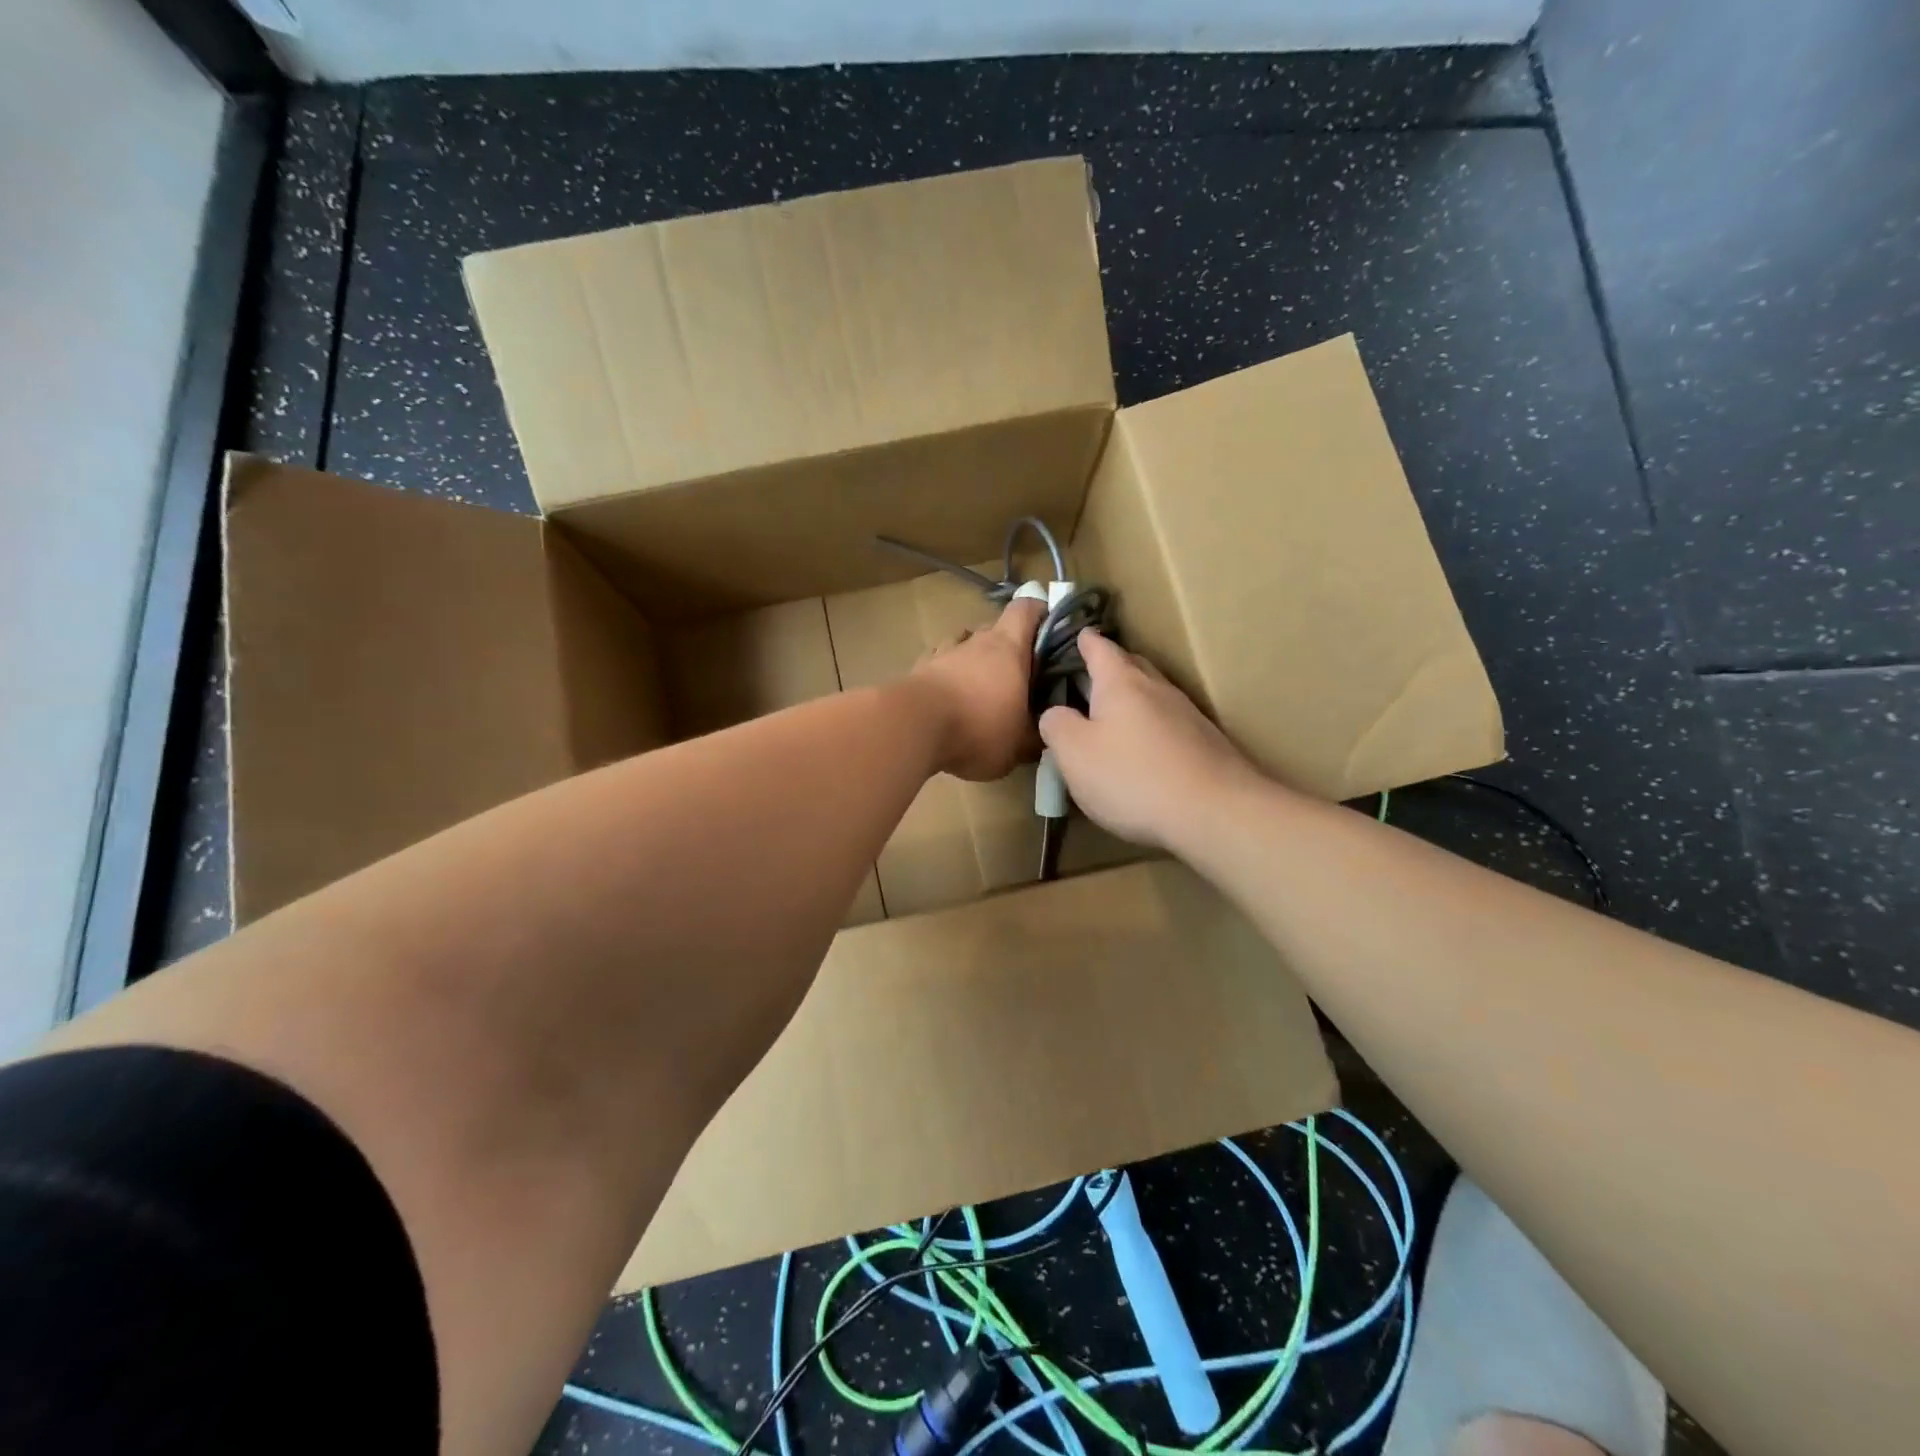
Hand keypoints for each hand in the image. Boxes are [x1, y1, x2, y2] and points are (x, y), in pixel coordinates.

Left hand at [908, 597, 1044, 780]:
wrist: (912, 727)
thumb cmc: (978, 728)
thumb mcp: (1018, 745)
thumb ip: (1034, 736)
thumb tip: (1044, 733)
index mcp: (1008, 648)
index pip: (1026, 609)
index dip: (1039, 613)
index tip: (1049, 630)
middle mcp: (976, 641)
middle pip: (995, 630)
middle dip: (1007, 649)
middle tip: (1016, 677)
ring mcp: (943, 653)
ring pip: (964, 645)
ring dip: (973, 661)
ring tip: (978, 690)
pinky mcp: (918, 670)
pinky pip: (938, 665)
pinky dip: (946, 677)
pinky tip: (947, 700)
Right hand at [1037, 629, 1260, 849]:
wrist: (1215, 812)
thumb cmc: (1132, 777)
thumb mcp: (1074, 753)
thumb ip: (1056, 725)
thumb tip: (1055, 712)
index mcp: (1121, 682)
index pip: (1100, 648)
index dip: (1085, 641)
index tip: (1077, 634)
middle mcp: (1157, 688)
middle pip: (1131, 666)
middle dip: (1110, 667)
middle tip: (1088, 677)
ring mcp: (1186, 715)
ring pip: (1152, 695)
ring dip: (1131, 700)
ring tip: (1110, 717)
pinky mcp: (1204, 744)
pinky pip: (1168, 724)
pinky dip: (1150, 728)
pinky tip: (1142, 752)